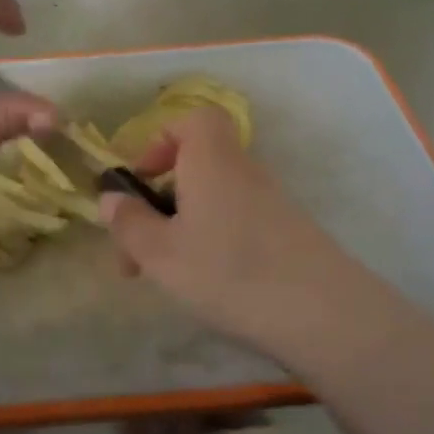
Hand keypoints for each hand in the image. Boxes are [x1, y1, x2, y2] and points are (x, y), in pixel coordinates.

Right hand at [100, 106, 397, 365]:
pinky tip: (207, 284)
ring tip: (163, 276)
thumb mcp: (160, 253)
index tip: (140, 180)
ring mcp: (271, 202)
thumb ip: (129, 224)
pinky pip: (237, 222)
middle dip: (160, 200)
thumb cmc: (228, 271)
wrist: (323, 314)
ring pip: (213, 200)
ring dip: (182, 228)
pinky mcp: (288, 234)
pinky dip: (213, 242)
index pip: (192, 120)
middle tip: (136, 249)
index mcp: (211, 159)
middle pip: (196, 166)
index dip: (160, 141)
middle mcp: (243, 170)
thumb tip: (110, 198)